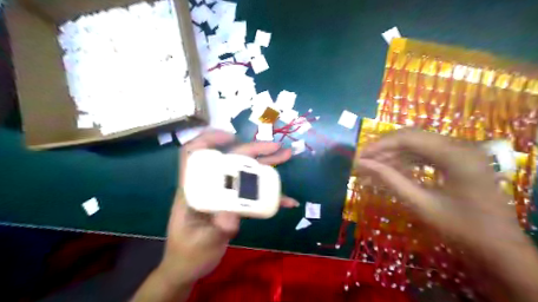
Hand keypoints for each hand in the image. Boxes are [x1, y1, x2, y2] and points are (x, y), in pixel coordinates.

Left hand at [157, 130, 297, 283]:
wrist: (189, 268)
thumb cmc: (188, 253)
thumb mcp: (202, 242)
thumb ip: (217, 229)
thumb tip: (233, 216)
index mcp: (194, 189)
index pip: (193, 155)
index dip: (209, 140)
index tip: (232, 137)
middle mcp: (210, 186)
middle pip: (230, 159)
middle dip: (254, 150)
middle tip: (277, 148)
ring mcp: (224, 195)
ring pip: (245, 172)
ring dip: (266, 164)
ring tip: (285, 156)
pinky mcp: (234, 204)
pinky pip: (254, 194)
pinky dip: (271, 195)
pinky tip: (287, 200)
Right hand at [356, 129, 523, 248]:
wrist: (499, 248)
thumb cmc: (462, 229)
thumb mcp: (421, 204)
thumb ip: (390, 180)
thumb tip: (363, 165)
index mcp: (455, 155)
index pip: (408, 138)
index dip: (379, 145)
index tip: (359, 156)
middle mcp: (460, 146)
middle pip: (412, 137)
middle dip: (384, 149)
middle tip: (364, 161)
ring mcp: (461, 152)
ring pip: (417, 145)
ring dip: (394, 155)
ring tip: (374, 168)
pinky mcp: (458, 160)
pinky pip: (426, 154)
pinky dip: (407, 161)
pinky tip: (392, 171)